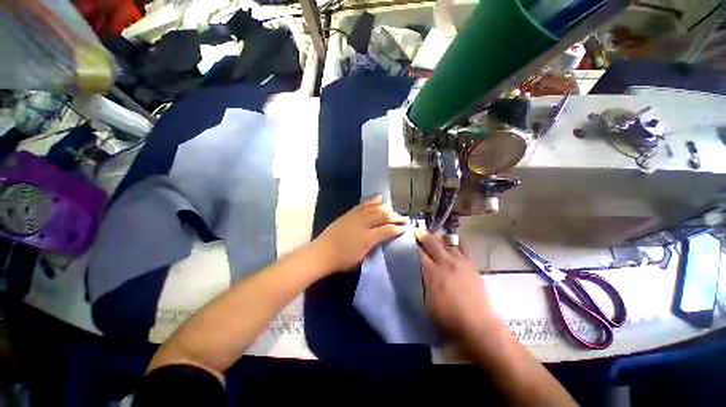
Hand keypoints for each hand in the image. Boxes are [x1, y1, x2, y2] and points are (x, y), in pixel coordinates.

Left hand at [313, 195, 406, 272]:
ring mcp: (355, 217)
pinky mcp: (349, 214)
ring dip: (385, 208)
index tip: (404, 228)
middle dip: (394, 217)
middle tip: (403, 218)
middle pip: (382, 216)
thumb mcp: (361, 259)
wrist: (322, 253)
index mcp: (367, 238)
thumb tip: (381, 241)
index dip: (397, 229)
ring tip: (392, 209)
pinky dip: (371, 201)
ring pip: (373, 209)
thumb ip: (373, 248)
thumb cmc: (342, 260)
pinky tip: (378, 198)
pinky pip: (362, 205)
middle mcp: (363, 225)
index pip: (386, 230)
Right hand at [416, 230, 497, 339]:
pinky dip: (455, 244)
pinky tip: (451, 244)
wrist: (477, 323)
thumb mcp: (427, 300)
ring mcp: (460, 261)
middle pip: (432, 242)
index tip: (407, 240)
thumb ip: (422, 280)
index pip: (419, 252)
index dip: (412, 245)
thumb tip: (418, 269)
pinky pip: (462, 247)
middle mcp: (445, 262)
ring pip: (446, 242)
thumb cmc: (448, 316)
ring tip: (433, 239)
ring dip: (437, 239)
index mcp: (432, 272)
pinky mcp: (471, 264)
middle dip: (422, 235)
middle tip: (417, 232)